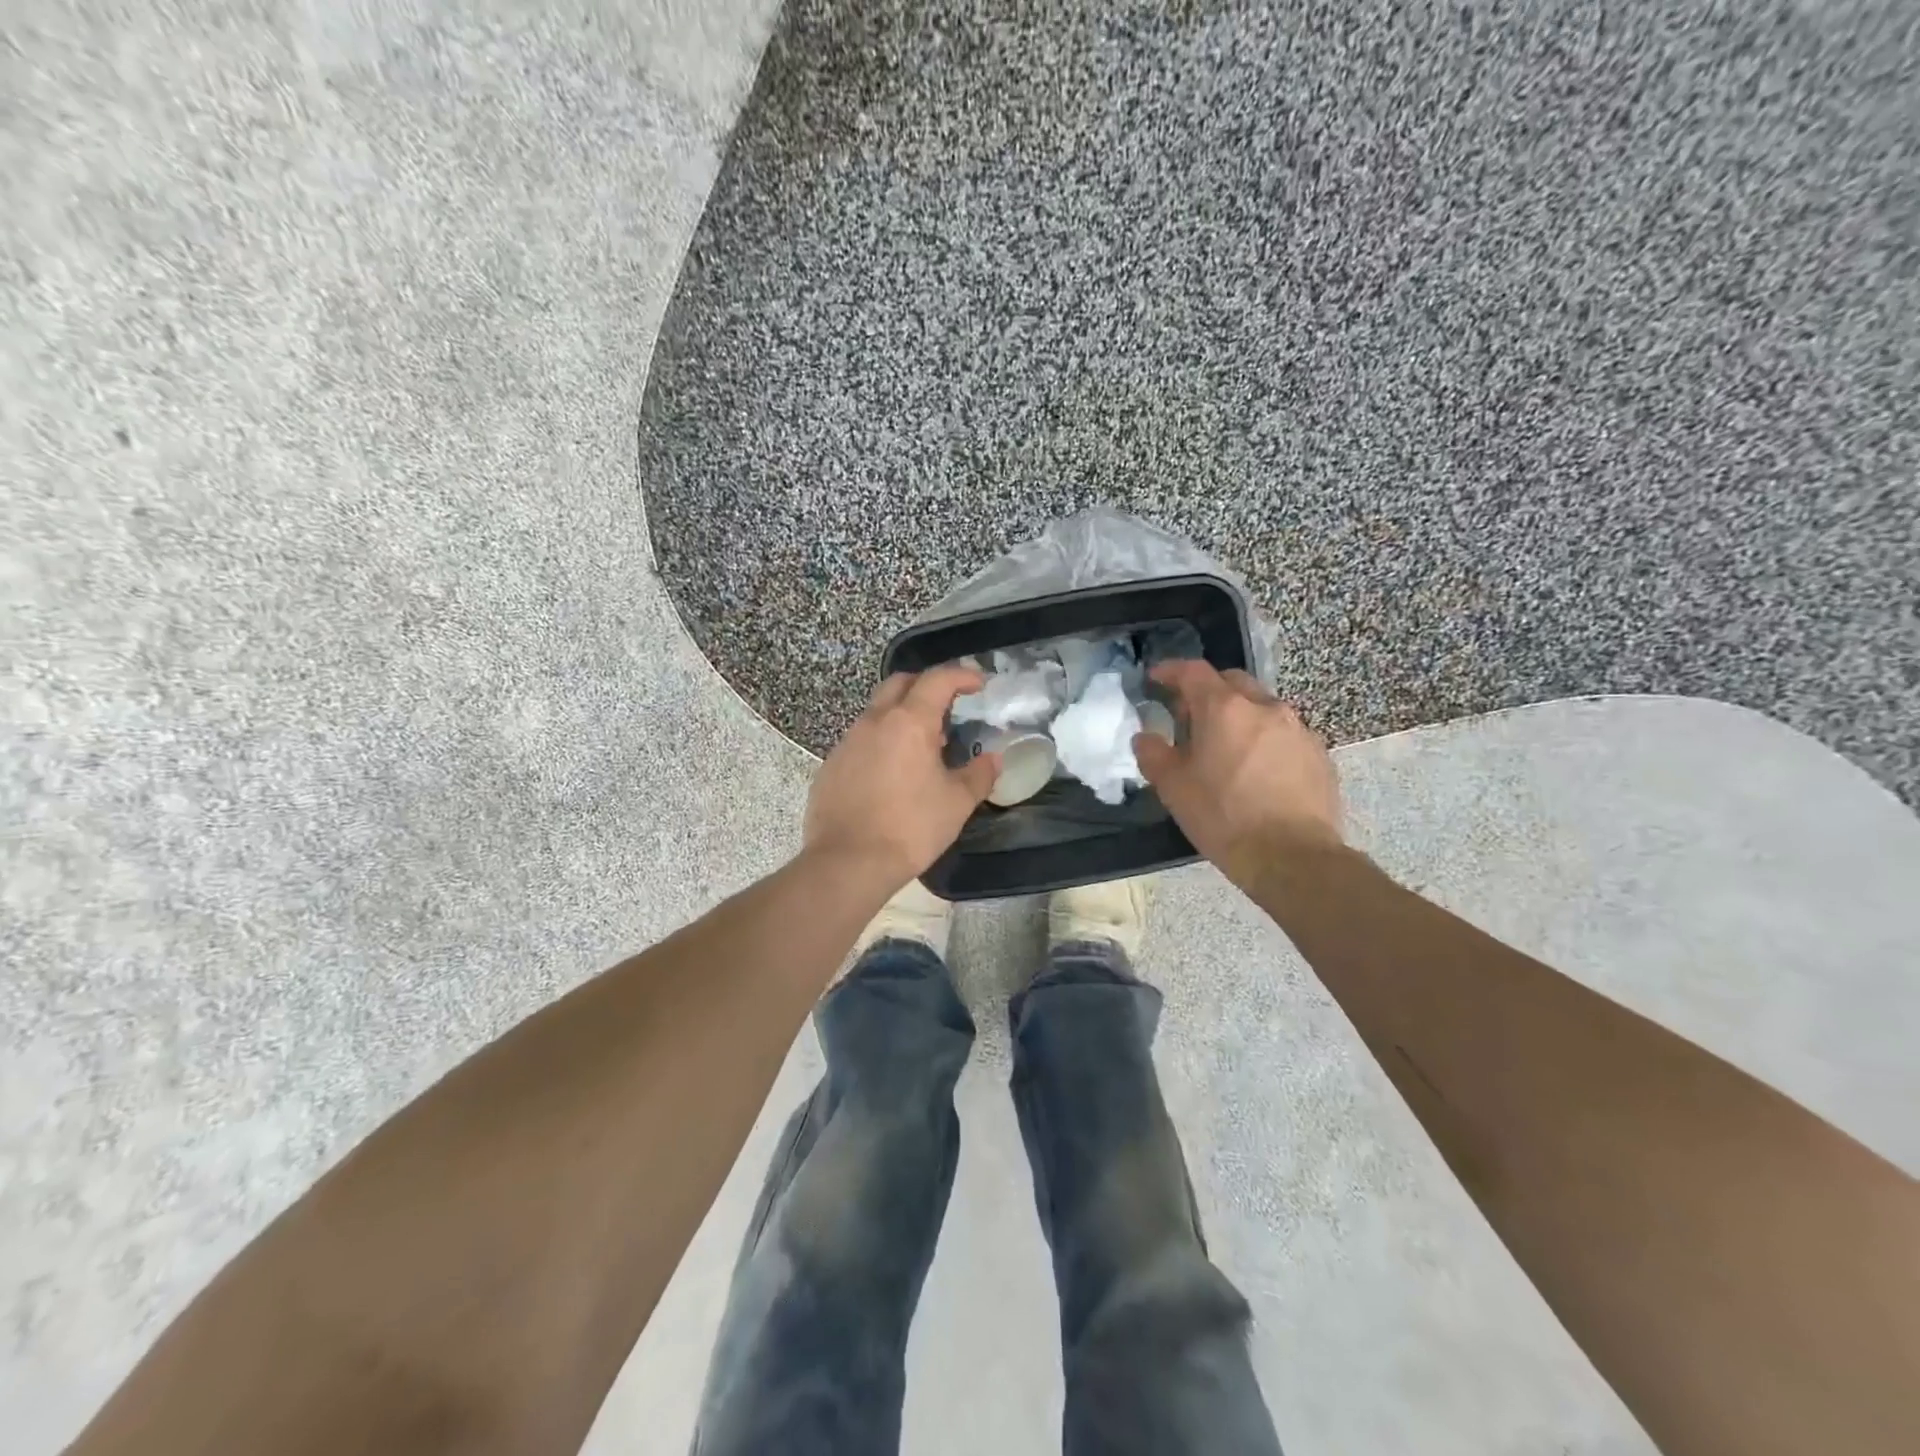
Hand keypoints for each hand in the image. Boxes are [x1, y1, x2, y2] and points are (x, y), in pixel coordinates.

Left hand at [804, 666, 1000, 888]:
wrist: (847, 862)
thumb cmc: (910, 828)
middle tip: (948, 704)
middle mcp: (874, 721)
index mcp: (909, 722)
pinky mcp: (831, 765)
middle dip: (926, 684)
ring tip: (923, 745)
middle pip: (900, 683)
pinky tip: (892, 772)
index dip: (961, 675)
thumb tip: (993, 759)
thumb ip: (979, 775)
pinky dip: (881, 741)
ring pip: (877, 711)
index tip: (979, 684)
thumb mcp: (957, 803)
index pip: (937, 679)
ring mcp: (847, 742)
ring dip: (901, 715)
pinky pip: (860, 740)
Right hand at [1133, 660, 1342, 884]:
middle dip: (1207, 691)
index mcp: (1224, 709)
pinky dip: (1264, 739)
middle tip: (1189, 716)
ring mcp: (1297, 729)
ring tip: (1224, 746)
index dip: (1171, 671)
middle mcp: (1264, 707)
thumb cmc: (1224, 817)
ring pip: (1261, 707)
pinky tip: (1256, 769)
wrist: (1292, 857)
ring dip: (1239, 716)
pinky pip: (1284, 733)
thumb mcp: (1173, 788)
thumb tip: (1145, 737)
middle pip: (1231, 682)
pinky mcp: (1318, 754)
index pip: (1193, 672)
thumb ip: (1153, 754)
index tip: (1156, 679)